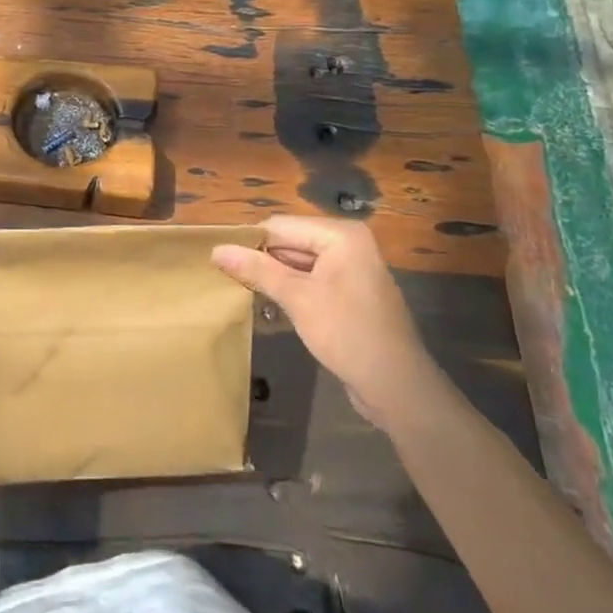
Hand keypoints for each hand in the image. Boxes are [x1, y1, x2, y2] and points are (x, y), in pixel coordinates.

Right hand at [213, 215, 434, 430]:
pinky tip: (271, 305)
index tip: (219, 260)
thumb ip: (257, 269)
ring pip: (299, 262)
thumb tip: (216, 249)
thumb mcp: (297, 298)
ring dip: (274, 276)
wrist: (397, 386)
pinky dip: (292, 289)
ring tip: (243, 290)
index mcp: (340, 234)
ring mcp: (351, 269)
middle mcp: (348, 243)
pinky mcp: (350, 293)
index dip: (249, 241)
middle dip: (261, 259)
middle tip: (228, 277)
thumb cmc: (347, 332)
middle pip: (290, 241)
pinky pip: (312, 280)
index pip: (280, 226)